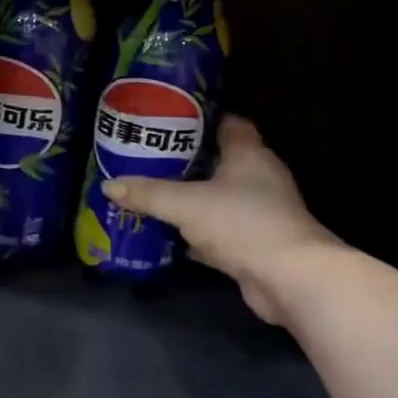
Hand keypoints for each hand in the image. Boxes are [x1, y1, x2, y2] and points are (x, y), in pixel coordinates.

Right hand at [107, 114, 341, 325]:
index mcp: (249, 154)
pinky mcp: (253, 243)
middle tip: (148, 158)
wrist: (288, 278)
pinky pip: (216, 230)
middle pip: (218, 161)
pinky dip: (194, 232)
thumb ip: (147, 193)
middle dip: (184, 160)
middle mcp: (258, 178)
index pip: (228, 123)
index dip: (200, 119)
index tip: (167, 120)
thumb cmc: (241, 222)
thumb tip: (109, 186)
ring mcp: (258, 212)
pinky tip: (166, 234)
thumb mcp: (185, 204)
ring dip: (189, 198)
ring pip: (215, 197)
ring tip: (149, 192)